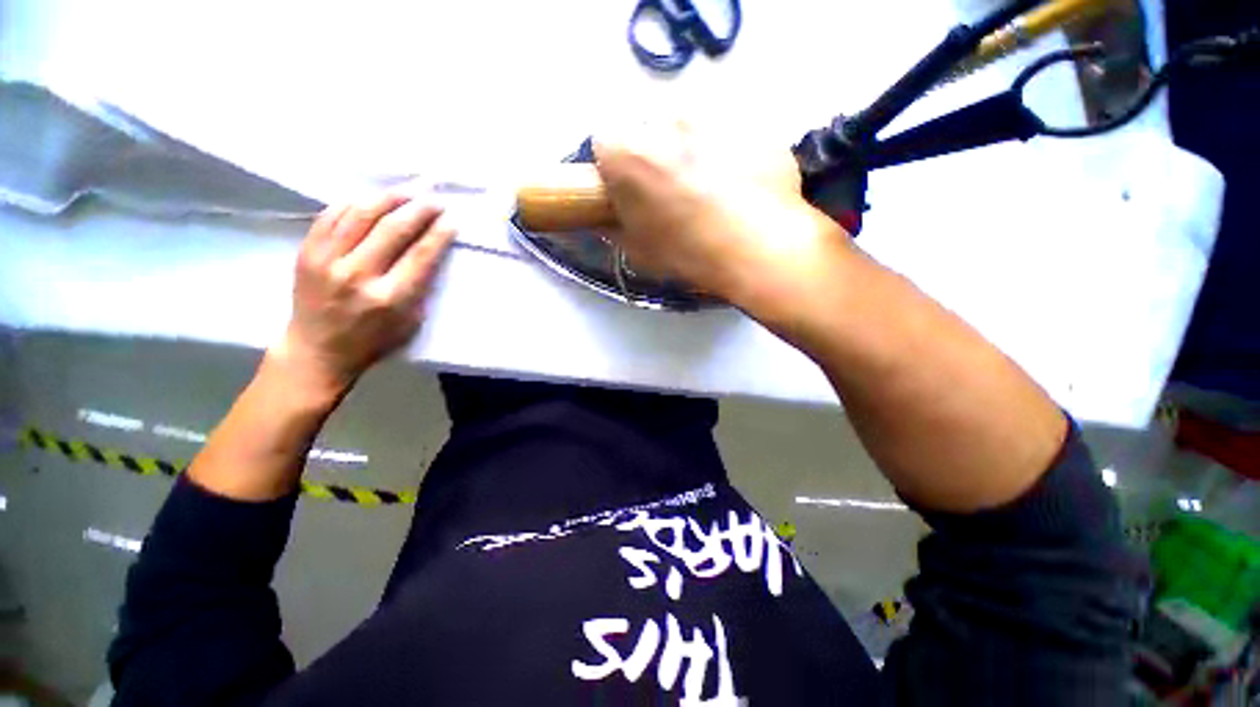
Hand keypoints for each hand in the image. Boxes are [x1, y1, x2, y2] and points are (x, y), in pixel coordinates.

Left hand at [272, 192, 456, 398]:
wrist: (316, 350)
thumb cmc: (374, 341)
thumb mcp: (410, 321)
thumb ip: (421, 287)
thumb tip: (431, 251)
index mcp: (389, 298)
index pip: (420, 254)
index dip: (438, 233)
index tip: (451, 219)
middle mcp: (357, 275)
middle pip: (393, 229)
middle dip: (419, 210)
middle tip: (435, 199)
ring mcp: (326, 261)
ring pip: (360, 214)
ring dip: (388, 198)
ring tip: (407, 191)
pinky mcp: (306, 253)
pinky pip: (330, 216)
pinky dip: (354, 203)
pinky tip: (371, 199)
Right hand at [592, 121, 846, 304]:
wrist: (758, 250)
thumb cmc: (689, 254)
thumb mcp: (640, 251)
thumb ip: (615, 227)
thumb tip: (608, 218)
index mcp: (628, 154)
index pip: (605, 142)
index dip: (616, 168)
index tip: (629, 190)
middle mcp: (664, 120)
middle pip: (648, 129)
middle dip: (654, 155)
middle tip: (673, 192)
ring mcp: (712, 114)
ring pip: (690, 125)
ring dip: (691, 149)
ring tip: (711, 189)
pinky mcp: (750, 120)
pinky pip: (729, 131)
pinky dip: (729, 151)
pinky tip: (741, 184)